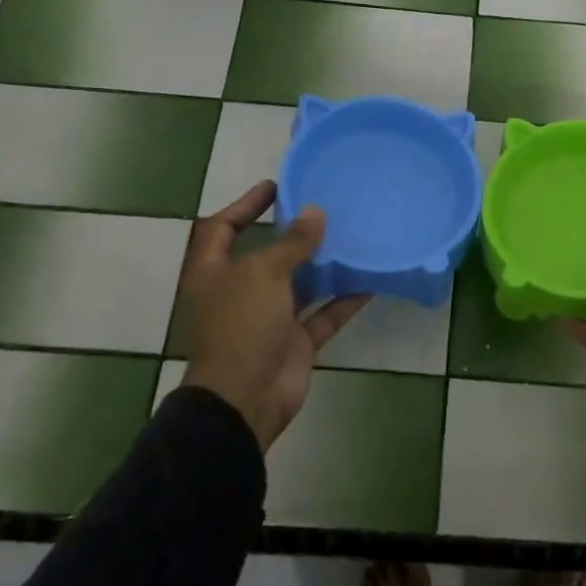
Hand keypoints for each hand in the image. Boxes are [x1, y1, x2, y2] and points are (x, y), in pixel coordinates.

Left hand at [178, 181, 369, 450]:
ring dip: (323, 265)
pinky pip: (323, 314)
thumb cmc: (242, 326)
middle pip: (267, 255)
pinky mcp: (294, 341)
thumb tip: (315, 212)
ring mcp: (268, 319)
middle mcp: (240, 292)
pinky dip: (344, 300)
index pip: (223, 228)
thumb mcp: (264, 274)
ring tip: (353, 236)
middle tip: (325, 208)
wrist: (244, 399)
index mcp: (215, 272)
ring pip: (299, 284)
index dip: (245, 204)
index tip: (277, 186)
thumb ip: (292, 243)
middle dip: (293, 234)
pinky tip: (370, 280)